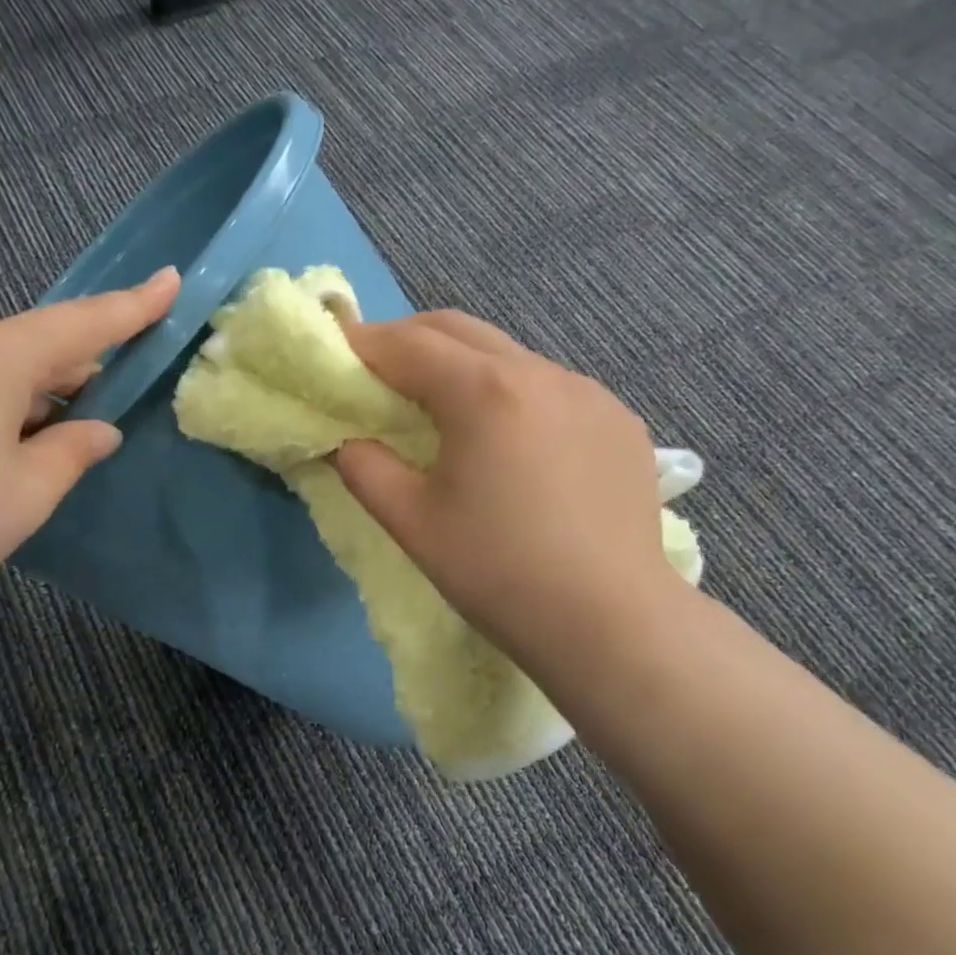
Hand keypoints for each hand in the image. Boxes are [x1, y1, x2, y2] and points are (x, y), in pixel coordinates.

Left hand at [0, 268, 180, 643]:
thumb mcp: (26, 494)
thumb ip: (72, 452)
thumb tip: (97, 430)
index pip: (82, 324)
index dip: (132, 306)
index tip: (171, 279)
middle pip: (37, 343)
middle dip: (82, 365)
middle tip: (118, 394)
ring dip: (39, 393)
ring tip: (63, 433)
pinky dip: (0, 407)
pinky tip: (4, 448)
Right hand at [335, 312, 689, 682]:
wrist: (611, 623)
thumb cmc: (497, 572)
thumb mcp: (411, 521)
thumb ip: (364, 467)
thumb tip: (347, 440)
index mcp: (483, 391)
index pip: (407, 344)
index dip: (363, 344)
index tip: (335, 353)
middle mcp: (540, 372)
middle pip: (459, 330)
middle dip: (409, 341)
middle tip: (379, 374)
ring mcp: (589, 393)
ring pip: (509, 356)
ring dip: (464, 367)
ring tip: (445, 411)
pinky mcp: (619, 422)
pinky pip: (552, 388)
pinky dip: (513, 395)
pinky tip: (512, 442)